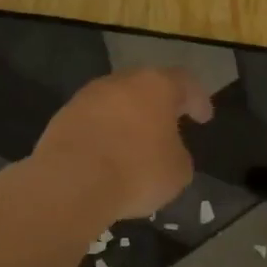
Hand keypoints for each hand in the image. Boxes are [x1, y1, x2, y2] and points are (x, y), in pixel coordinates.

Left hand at [32, 66, 213, 218]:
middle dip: (159, 105)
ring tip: (136, 144)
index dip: (197, 99)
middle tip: (169, 124)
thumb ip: (178, 153)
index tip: (203, 118)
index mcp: (156, 86)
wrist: (71, 184)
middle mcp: (121, 82)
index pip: (184, 82)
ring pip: (116, 102)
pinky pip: (93, 122)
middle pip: (146, 86)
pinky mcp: (62, 118)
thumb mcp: (178, 171)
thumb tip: (167, 151)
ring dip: (128, 119)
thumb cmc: (137, 171)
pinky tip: (108, 156)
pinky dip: (104, 134)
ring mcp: (87, 97)